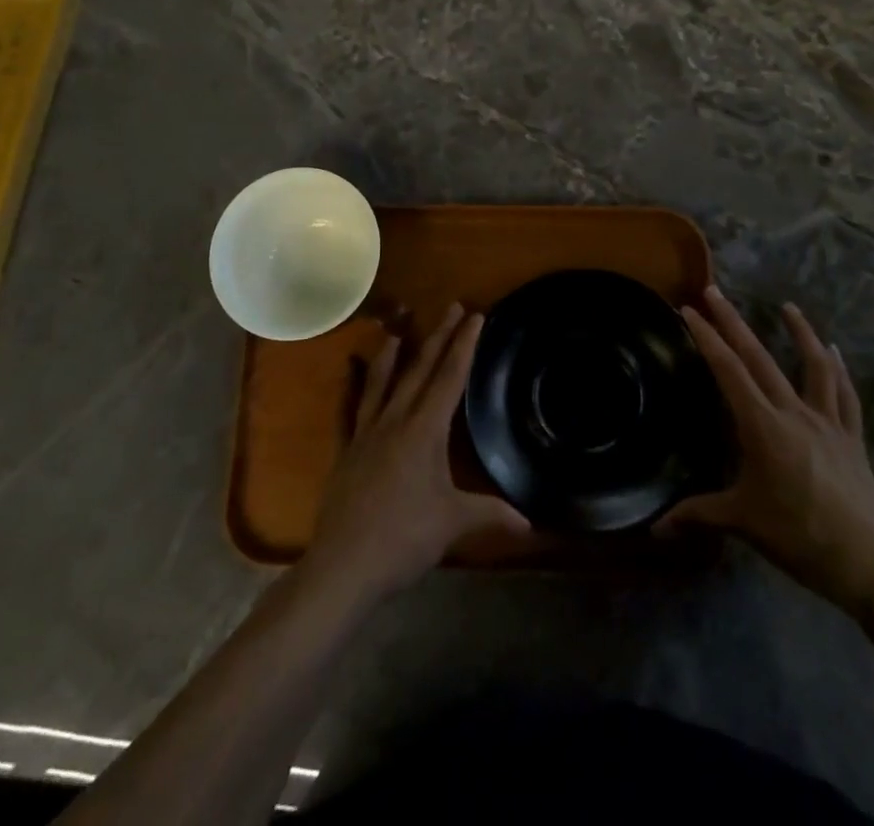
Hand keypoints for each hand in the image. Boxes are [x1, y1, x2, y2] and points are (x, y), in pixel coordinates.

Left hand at [300, 304, 528, 605]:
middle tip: (452, 307)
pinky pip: (348, 410)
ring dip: (393, 355)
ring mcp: (365, 433)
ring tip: (398, 330)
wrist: (342, 566)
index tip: (475, 316)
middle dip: (439, 337)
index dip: (464, 345)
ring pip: (381, 382)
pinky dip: (349, 388)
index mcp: (423, 430)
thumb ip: (490, 514)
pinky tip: (347, 372)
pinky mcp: (346, 451)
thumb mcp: (452, 524)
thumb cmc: (403, 539)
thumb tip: (531, 523)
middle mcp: (394, 421)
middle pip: (419, 370)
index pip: (449, 378)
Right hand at [656, 288, 873, 616]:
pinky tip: (834, 351)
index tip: (689, 310)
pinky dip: (838, 369)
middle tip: (714, 291)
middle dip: (734, 322)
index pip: (728, 371)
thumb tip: (654, 527)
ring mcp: (827, 422)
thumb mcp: (743, 523)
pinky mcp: (851, 437)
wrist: (870, 564)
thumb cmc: (800, 538)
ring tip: (788, 306)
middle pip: (759, 358)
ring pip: (813, 366)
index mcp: (763, 427)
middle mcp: (794, 413)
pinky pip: (845, 395)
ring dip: (800, 332)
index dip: (707, 338)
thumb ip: (697, 515)